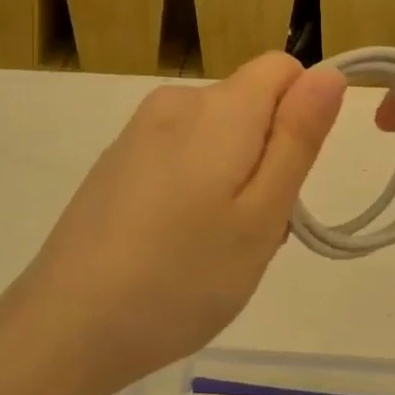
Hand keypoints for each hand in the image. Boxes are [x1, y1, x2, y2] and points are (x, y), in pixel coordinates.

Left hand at [0, 54, 344, 394]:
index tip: (287, 180)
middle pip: (251, 105)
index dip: (301, 117)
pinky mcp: (117, 159)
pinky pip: (180, 152)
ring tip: (215, 248)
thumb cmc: (181, 277)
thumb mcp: (261, 215)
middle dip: (268, 156)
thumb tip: (329, 72)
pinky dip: (195, 186)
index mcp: (218, 107)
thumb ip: (298, 138)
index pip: (283, 69)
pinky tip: (176, 245)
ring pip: (218, 133)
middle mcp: (176, 102)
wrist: (66, 325)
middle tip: (253, 233)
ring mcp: (139, 130)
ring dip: (234, 177)